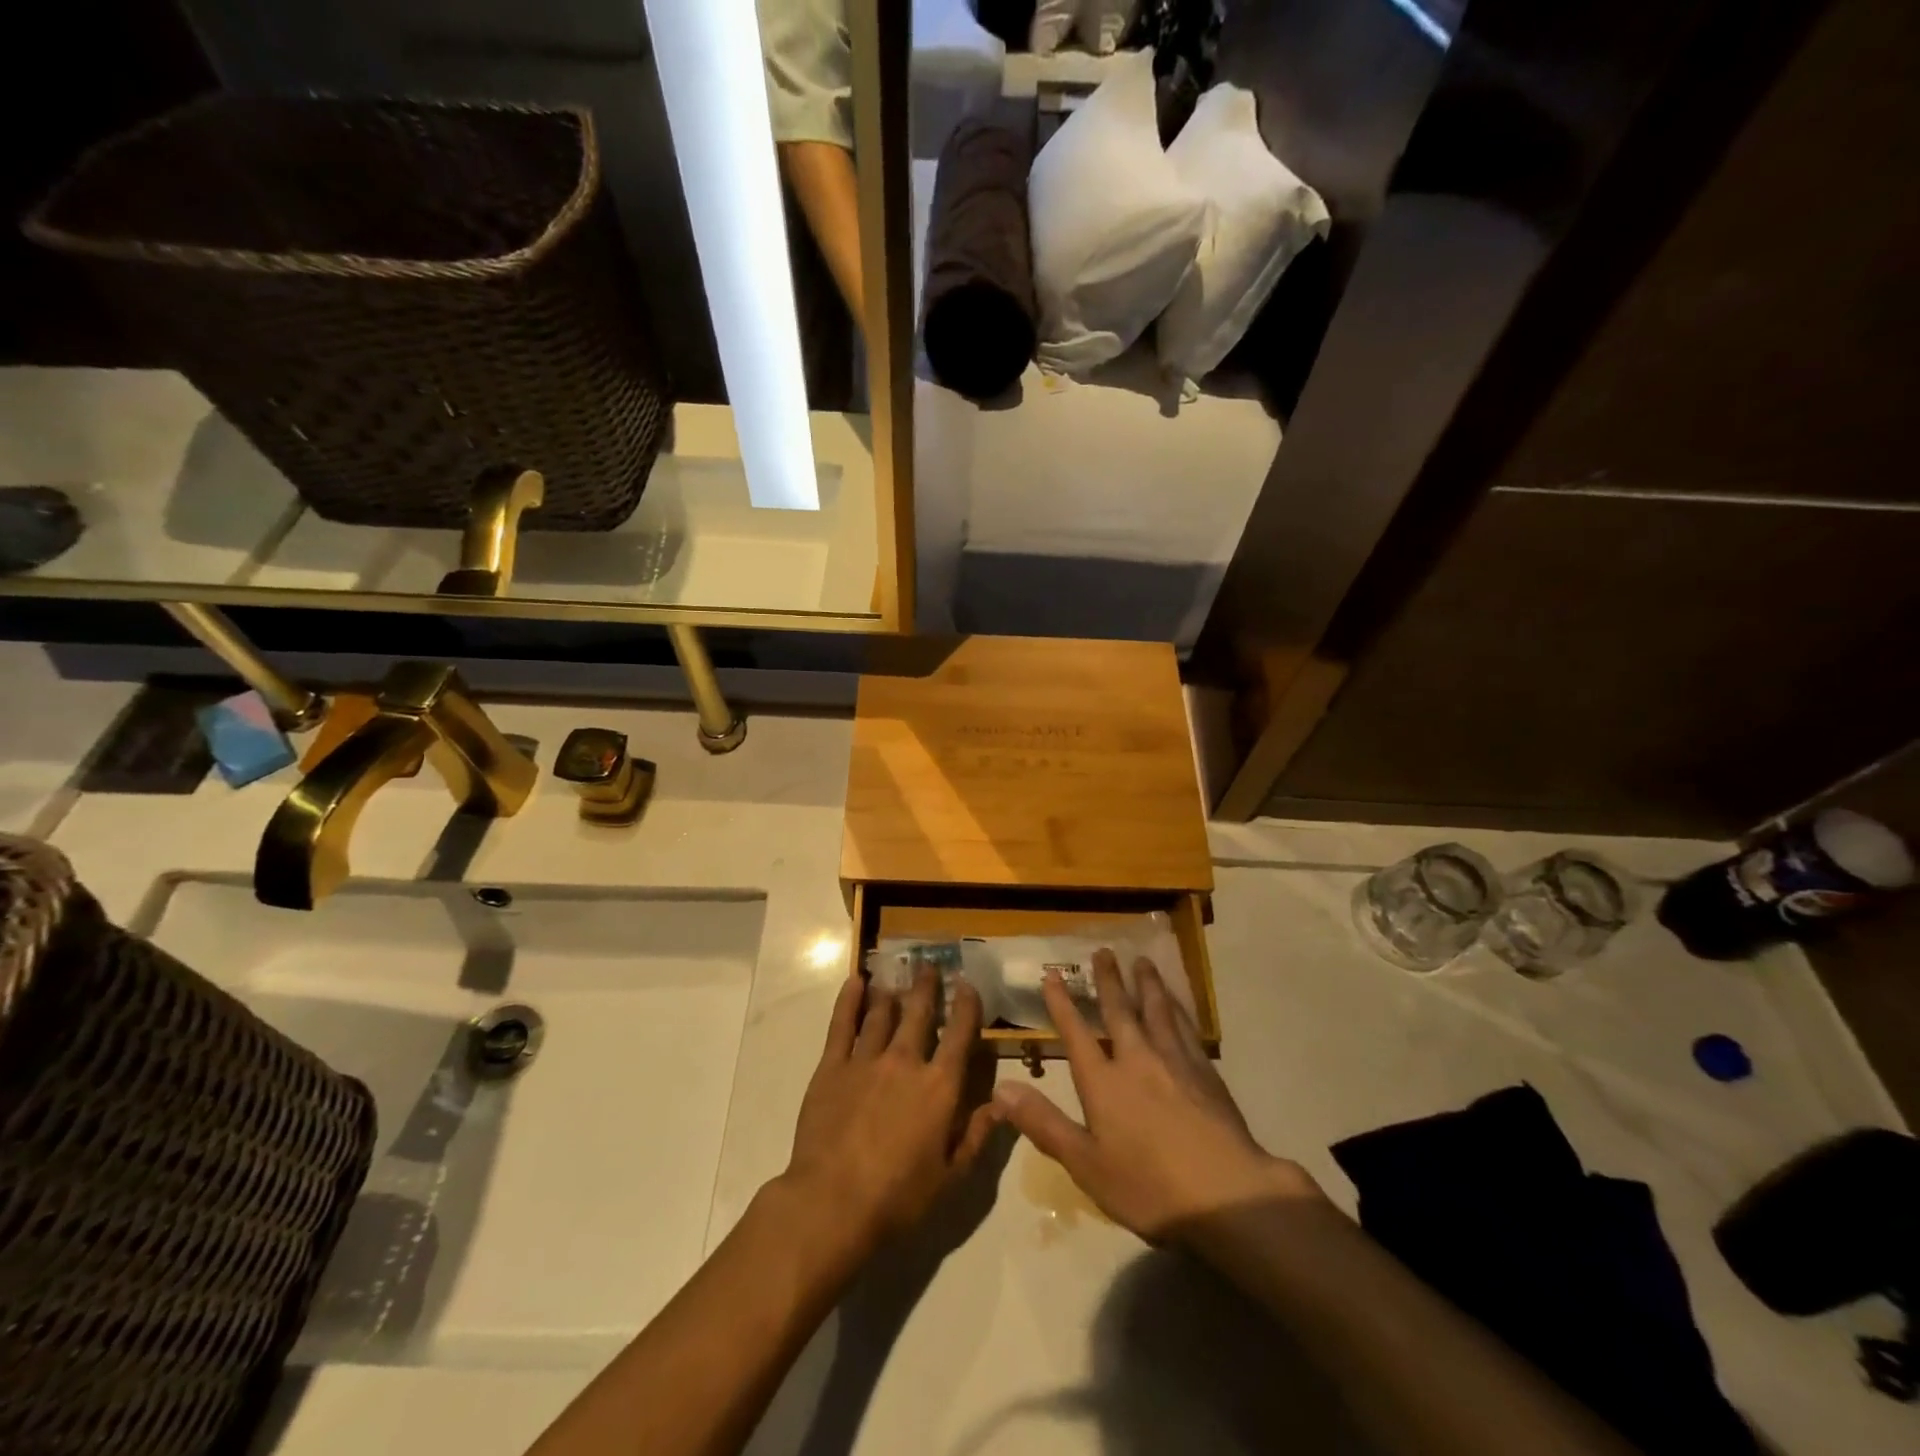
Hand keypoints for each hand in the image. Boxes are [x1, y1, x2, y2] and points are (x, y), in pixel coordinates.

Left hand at [782, 967, 998, 1255]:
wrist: (832, 1203)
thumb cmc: (898, 1198)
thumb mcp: (951, 1177)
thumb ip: (977, 1135)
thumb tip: (1003, 1103)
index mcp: (939, 1087)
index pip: (960, 1035)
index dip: (966, 1006)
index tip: (967, 985)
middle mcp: (905, 1062)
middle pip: (919, 1013)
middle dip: (927, 987)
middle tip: (929, 966)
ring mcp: (866, 1060)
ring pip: (882, 1014)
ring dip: (892, 993)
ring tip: (896, 976)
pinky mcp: (832, 1067)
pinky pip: (842, 1025)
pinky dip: (850, 1000)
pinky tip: (856, 982)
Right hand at [994, 950, 1323, 1241]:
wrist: (1227, 1194)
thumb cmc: (1149, 1187)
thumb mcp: (1086, 1164)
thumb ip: (1044, 1124)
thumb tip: (1001, 1089)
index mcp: (1103, 1082)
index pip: (1075, 1033)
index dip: (1061, 1003)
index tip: (1051, 974)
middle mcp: (1137, 1059)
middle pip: (1119, 1010)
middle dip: (1108, 980)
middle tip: (1103, 951)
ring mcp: (1175, 1061)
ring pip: (1157, 1010)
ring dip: (1147, 983)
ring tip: (1143, 961)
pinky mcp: (1206, 1072)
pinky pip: (1186, 1026)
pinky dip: (1178, 1007)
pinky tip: (1179, 1003)